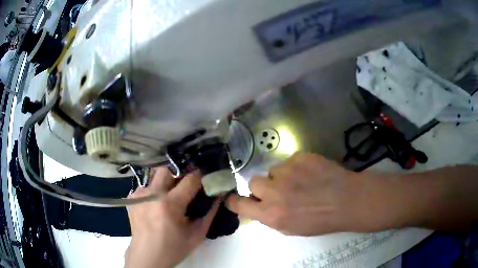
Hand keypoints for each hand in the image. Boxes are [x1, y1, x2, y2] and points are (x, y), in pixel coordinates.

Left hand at [125, 168, 219, 267]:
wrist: (147, 255)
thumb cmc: (173, 248)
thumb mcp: (197, 235)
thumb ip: (210, 214)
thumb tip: (218, 196)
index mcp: (170, 204)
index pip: (190, 179)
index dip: (200, 176)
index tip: (205, 176)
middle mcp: (152, 194)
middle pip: (167, 169)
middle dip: (178, 173)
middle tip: (184, 185)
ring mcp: (139, 194)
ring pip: (155, 176)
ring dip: (165, 182)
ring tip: (169, 196)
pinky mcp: (131, 196)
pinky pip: (147, 186)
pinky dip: (155, 191)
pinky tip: (156, 204)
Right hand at [226, 152, 373, 235]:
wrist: (346, 200)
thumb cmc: (320, 220)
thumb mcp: (291, 228)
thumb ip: (270, 216)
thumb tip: (258, 205)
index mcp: (271, 214)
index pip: (240, 204)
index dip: (233, 201)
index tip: (232, 198)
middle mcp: (275, 191)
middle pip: (253, 182)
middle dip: (263, 187)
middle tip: (279, 190)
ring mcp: (287, 171)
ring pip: (273, 170)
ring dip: (282, 177)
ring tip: (301, 182)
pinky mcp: (300, 156)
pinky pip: (289, 161)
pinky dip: (296, 167)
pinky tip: (311, 173)